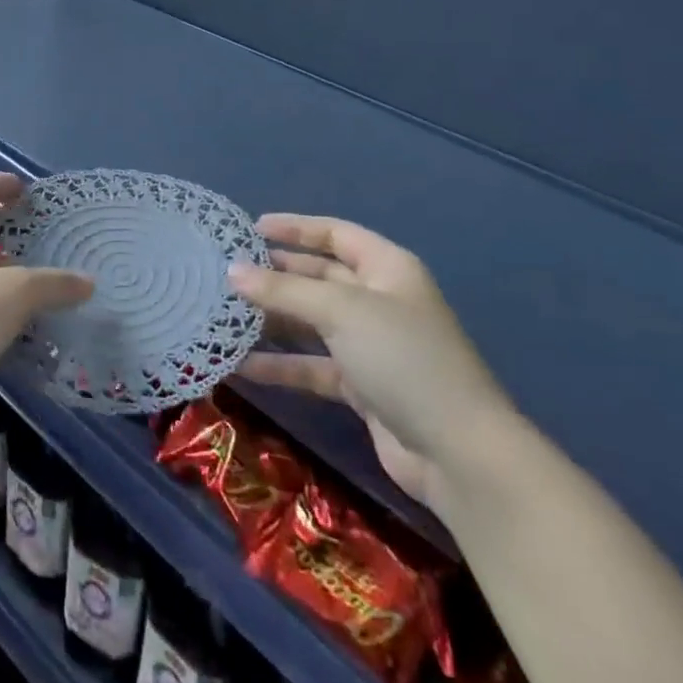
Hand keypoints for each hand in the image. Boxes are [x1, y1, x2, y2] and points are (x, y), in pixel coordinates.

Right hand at [230, 214, 515, 510]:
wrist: (458, 453)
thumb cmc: (403, 358)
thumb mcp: (341, 311)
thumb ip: (284, 290)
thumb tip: (232, 271)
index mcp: (386, 268)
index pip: (335, 233)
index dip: (294, 228)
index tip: (250, 230)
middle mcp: (378, 300)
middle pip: (319, 277)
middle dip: (276, 275)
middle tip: (227, 274)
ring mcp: (370, 345)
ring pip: (312, 323)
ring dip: (273, 320)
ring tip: (224, 316)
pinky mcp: (361, 387)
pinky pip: (312, 366)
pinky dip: (281, 365)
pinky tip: (241, 367)